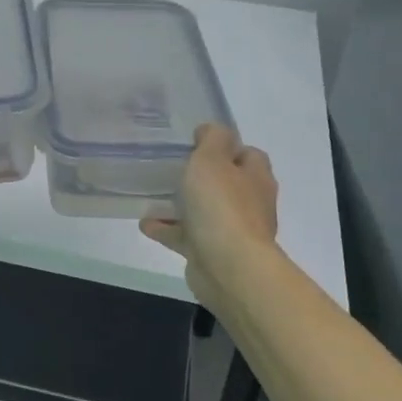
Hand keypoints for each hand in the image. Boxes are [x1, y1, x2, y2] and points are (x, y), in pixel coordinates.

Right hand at [140, 124, 279, 318]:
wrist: (228, 269)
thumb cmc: (222, 207)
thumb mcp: (212, 159)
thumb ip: (212, 139)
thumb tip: (210, 132)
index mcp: (256, 178)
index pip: (247, 154)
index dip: (225, 147)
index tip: (197, 143)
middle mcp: (250, 204)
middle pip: (225, 183)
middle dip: (201, 176)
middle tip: (172, 166)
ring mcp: (232, 232)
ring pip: (204, 211)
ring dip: (181, 204)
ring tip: (153, 195)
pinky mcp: (213, 254)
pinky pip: (187, 236)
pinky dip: (168, 229)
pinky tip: (146, 223)